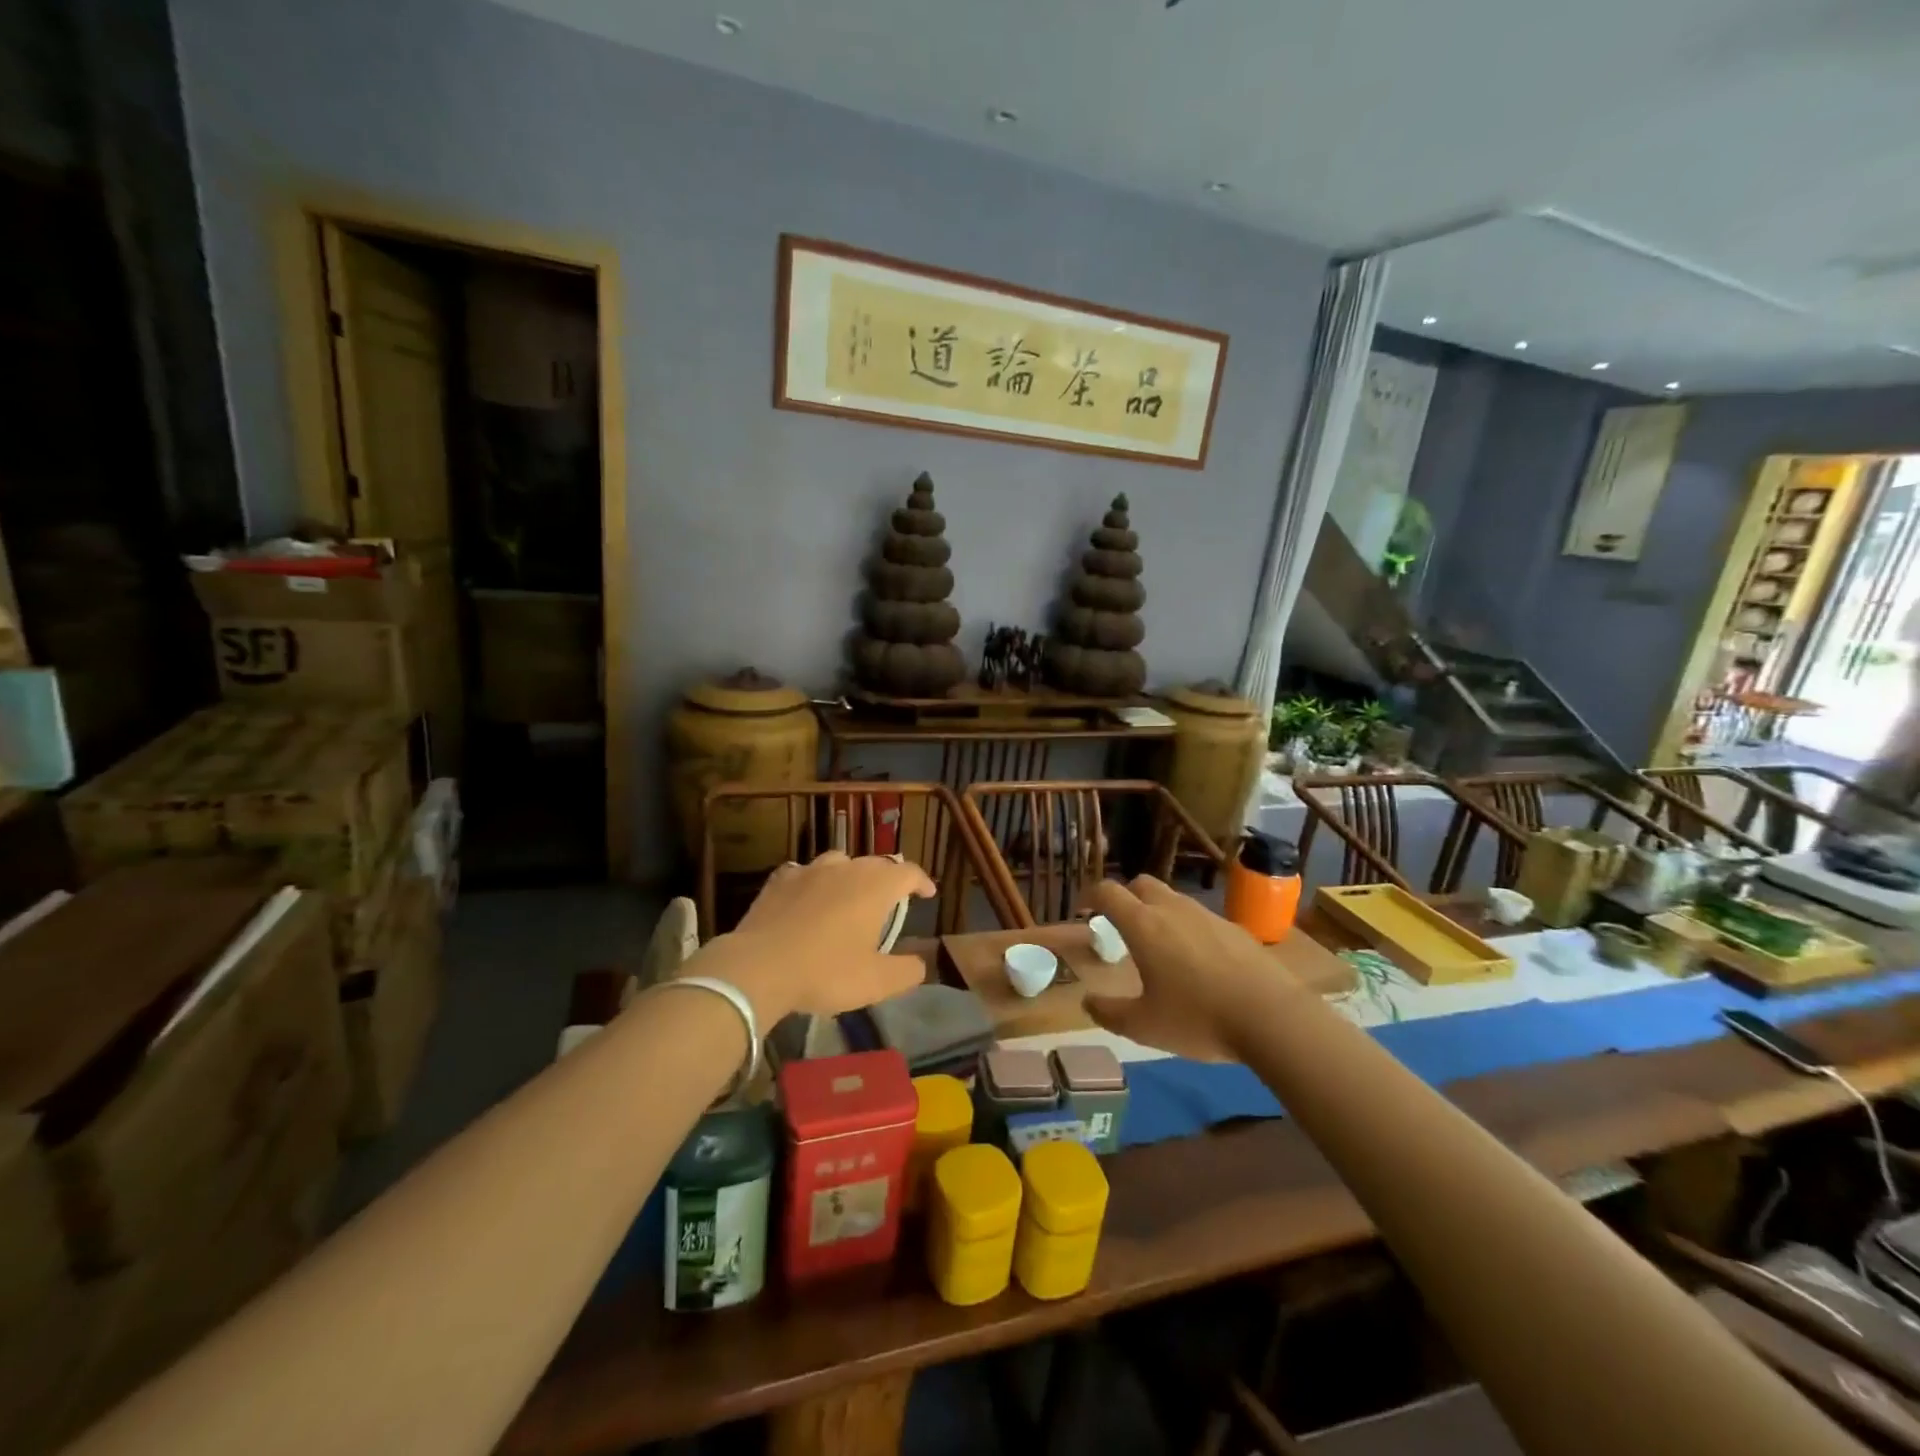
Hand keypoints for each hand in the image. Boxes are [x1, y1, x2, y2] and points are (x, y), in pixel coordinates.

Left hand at [697, 852, 935, 1024]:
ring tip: (850, 893)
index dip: (921, 881)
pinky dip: (814, 882)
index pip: (908, 872)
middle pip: (875, 863)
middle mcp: (846, 869)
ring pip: (839, 862)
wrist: (758, 967)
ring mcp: (809, 870)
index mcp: (875, 887)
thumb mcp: (876, 982)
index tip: (927, 894)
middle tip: (891, 899)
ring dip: (851, 875)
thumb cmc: (825, 972)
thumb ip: (907, 971)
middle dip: (888, 878)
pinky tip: (808, 897)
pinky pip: (804, 873)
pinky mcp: (779, 881)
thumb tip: (920, 963)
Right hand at [1083, 875, 1308, 1061]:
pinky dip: (1187, 928)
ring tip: (1158, 946)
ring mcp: (1207, 915)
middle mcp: (1172, 910)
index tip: (1083, 909)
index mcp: (1143, 925)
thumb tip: (1088, 1002)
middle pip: (1141, 884)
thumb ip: (1109, 1013)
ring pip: (1172, 899)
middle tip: (1120, 925)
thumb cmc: (1198, 1018)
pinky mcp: (1234, 928)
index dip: (1091, 895)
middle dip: (1125, 897)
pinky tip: (1196, 961)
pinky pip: (1199, 917)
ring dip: (1157, 912)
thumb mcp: (1144, 1026)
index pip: (1108, 892)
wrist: (1272, 1017)